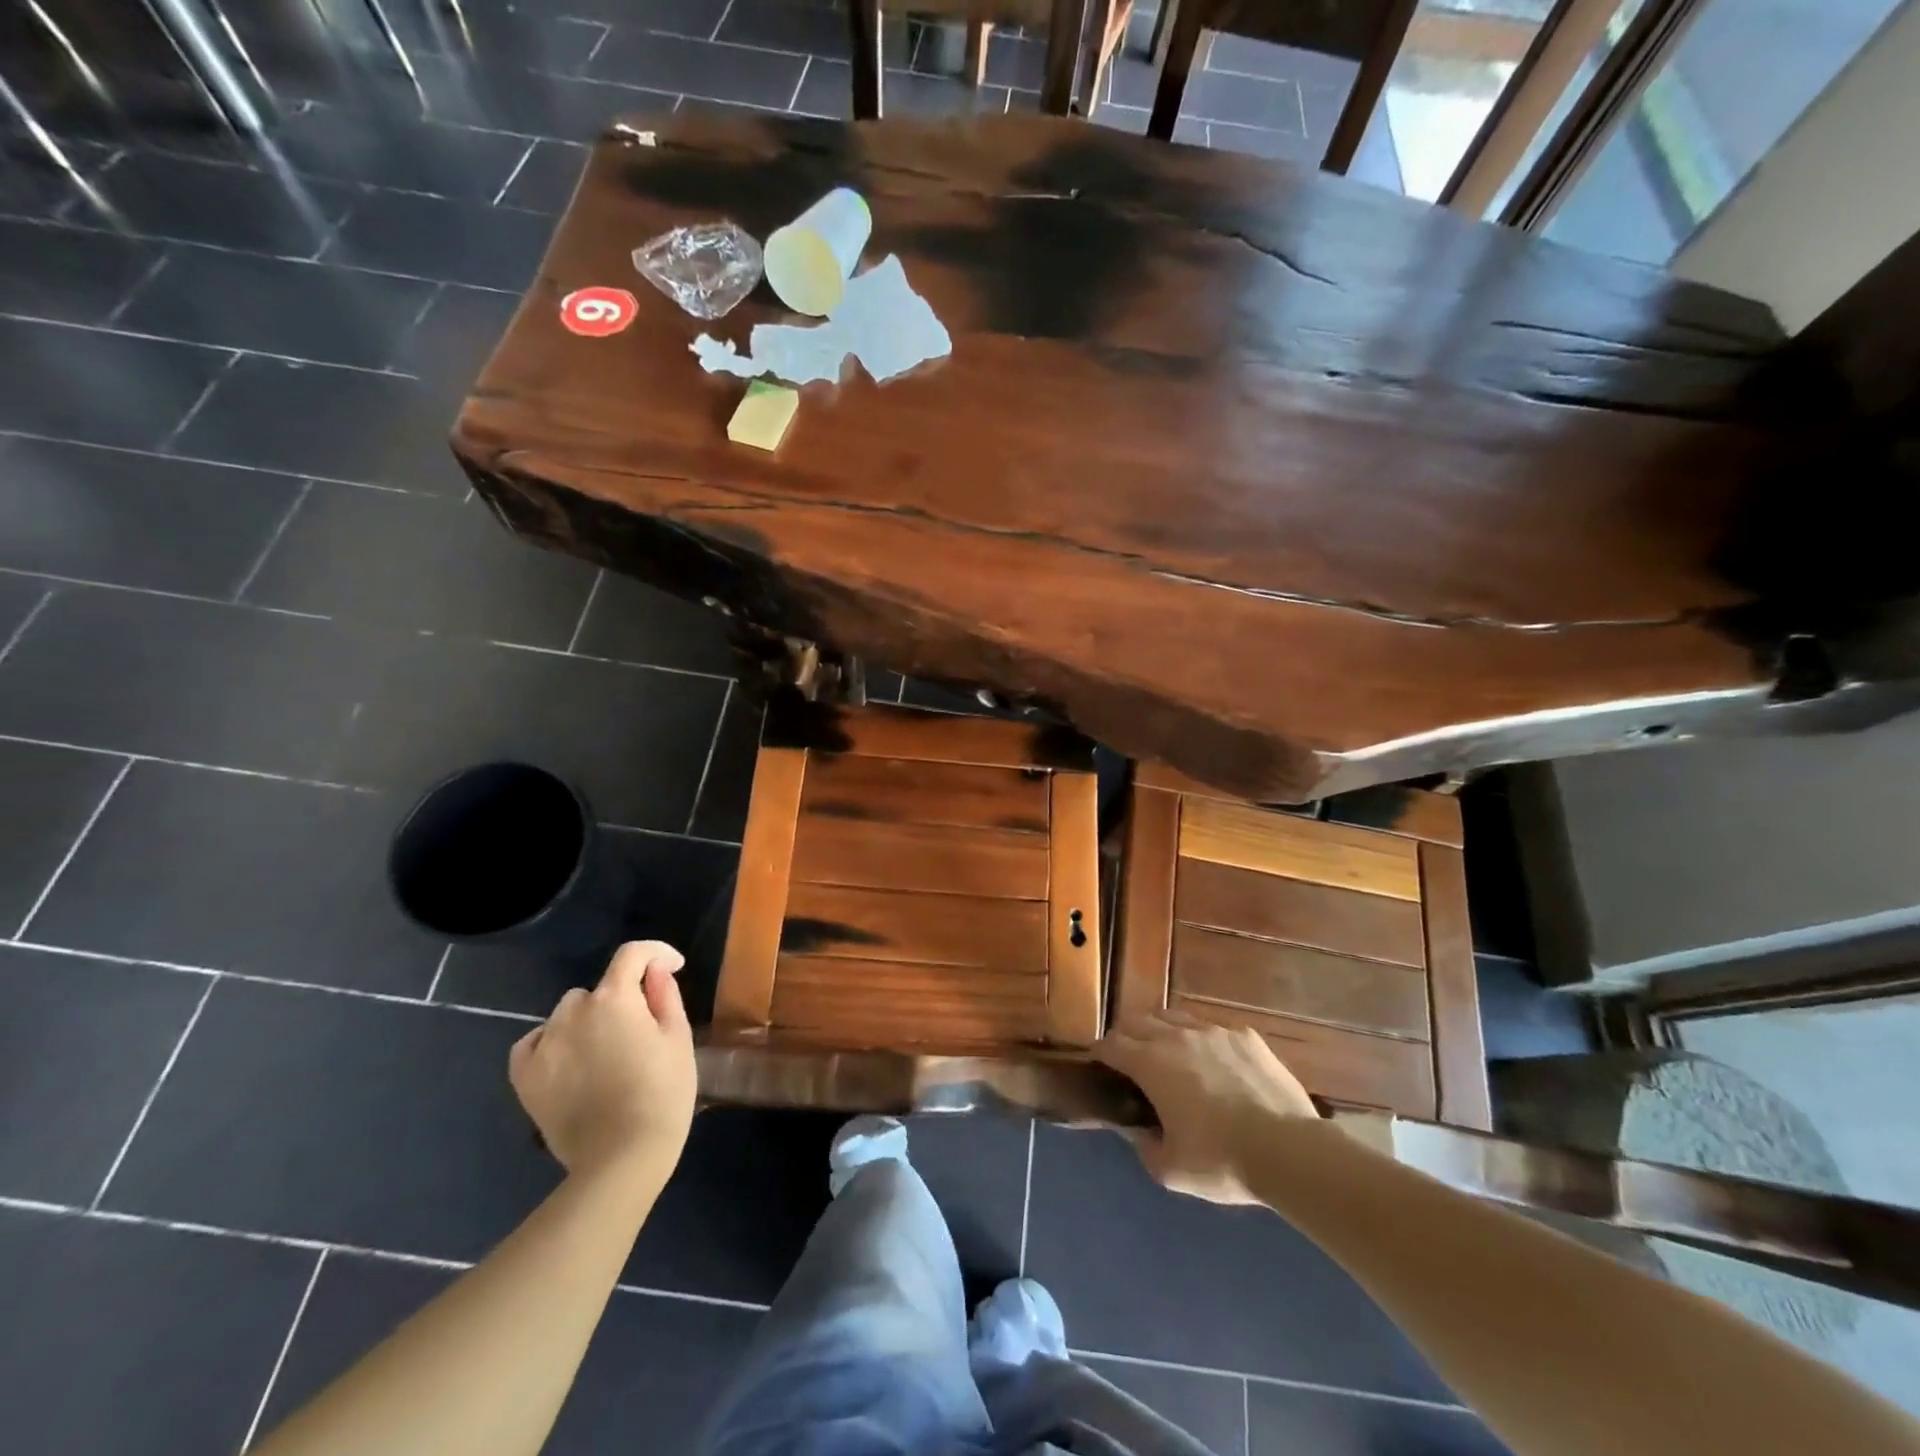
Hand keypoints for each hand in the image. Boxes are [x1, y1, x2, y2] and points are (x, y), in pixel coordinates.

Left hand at [509, 941, 696, 1184]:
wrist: (622, 1158)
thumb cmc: (663, 1093)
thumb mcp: (678, 1039)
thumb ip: (666, 996)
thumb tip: (655, 971)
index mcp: (615, 999)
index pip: (633, 954)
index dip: (656, 953)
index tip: (672, 968)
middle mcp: (573, 1012)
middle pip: (598, 989)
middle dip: (620, 998)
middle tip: (640, 1028)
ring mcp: (544, 1045)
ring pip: (567, 1014)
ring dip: (587, 1021)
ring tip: (606, 1052)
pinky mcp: (525, 1077)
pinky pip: (533, 1043)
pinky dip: (551, 1043)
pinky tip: (568, 1061)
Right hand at [1096, 1013, 1318, 1203]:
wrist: (1288, 1150)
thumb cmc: (1221, 1161)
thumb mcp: (1171, 1171)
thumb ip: (1146, 1148)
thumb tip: (1140, 1133)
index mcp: (1151, 1063)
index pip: (1112, 1044)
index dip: (1101, 1053)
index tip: (1099, 1063)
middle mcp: (1177, 1036)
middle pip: (1138, 1021)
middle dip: (1128, 1035)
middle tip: (1130, 1057)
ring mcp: (1214, 1031)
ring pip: (1175, 1017)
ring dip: (1163, 1031)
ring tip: (1169, 1052)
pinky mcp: (1246, 1036)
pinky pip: (1214, 1029)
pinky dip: (1204, 1041)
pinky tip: (1216, 1063)